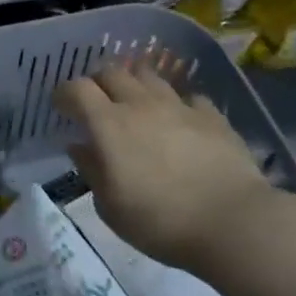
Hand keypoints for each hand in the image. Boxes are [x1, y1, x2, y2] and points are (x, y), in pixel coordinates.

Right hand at [54, 61, 274, 271]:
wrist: (234, 223)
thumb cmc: (160, 221)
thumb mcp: (110, 206)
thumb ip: (91, 170)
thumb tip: (78, 146)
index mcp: (108, 124)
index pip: (77, 89)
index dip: (64, 94)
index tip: (61, 108)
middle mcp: (140, 105)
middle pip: (112, 72)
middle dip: (98, 82)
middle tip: (96, 102)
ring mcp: (179, 107)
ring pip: (149, 76)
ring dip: (135, 84)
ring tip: (135, 102)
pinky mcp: (212, 117)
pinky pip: (188, 97)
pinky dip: (177, 103)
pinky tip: (179, 119)